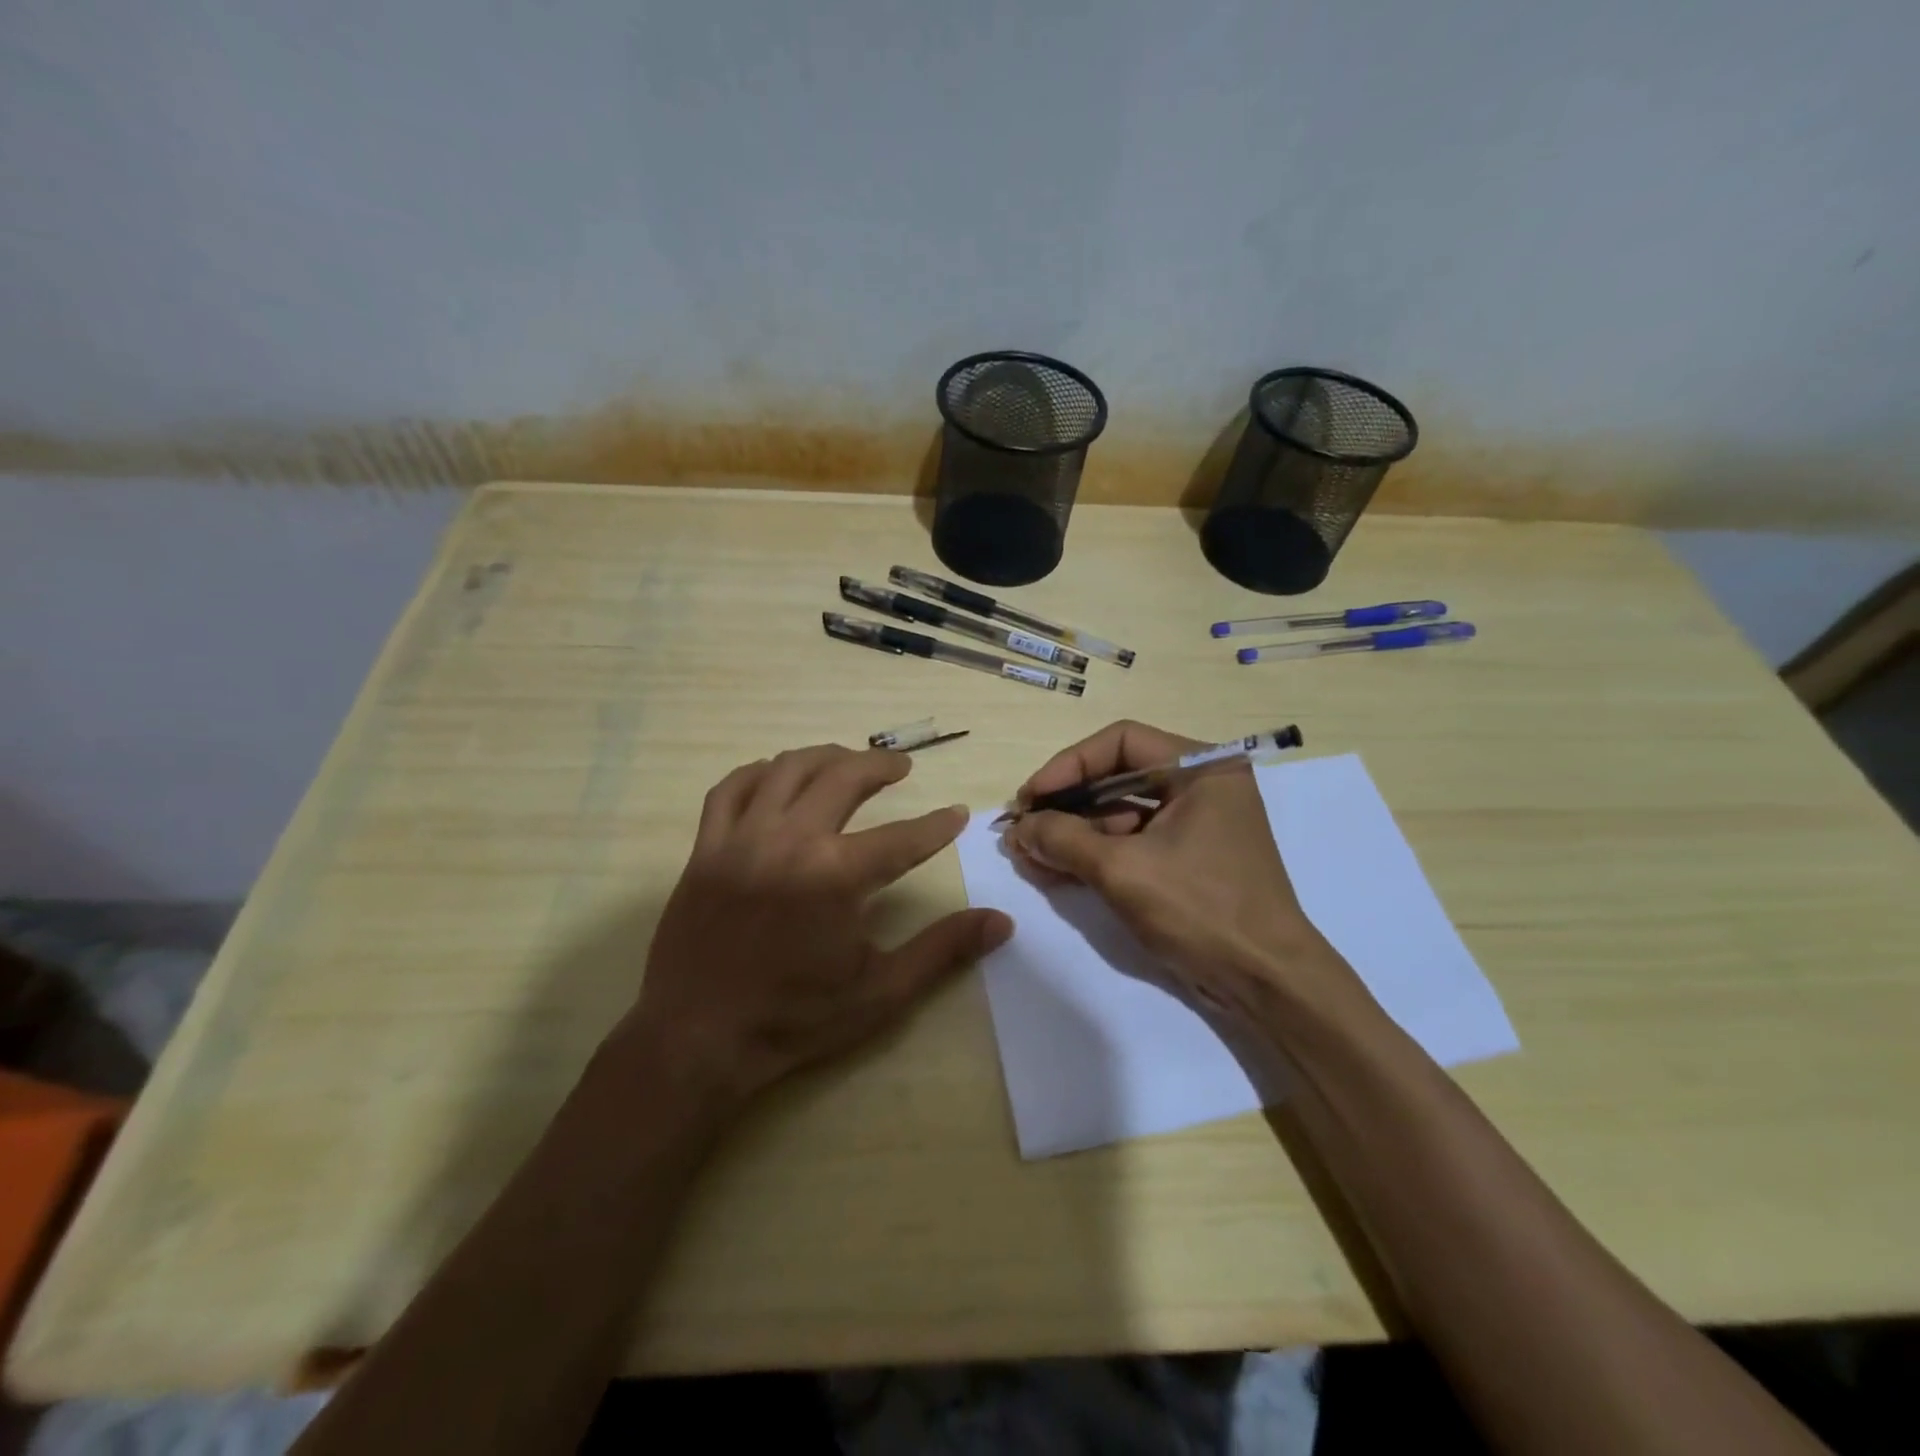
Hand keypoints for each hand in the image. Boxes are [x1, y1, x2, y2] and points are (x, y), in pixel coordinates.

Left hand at [624, 744, 1011, 1106]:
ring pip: (787, 769)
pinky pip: (730, 789)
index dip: (936, 825)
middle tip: (901, 767)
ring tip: (848, 760)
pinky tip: (775, 774)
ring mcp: (741, 840)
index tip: (956, 813)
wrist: (698, 1041)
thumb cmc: (795, 1019)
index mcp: (835, 877)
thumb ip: (943, 949)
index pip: (902, 838)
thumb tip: (1001, 922)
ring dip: (825, 757)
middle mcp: (789, 842)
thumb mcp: (882, 992)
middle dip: (879, 766)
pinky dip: (758, 772)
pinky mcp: (706, 849)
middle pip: (842, 778)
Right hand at [1004, 720, 1360, 1021]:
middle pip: (1117, 776)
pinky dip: (1094, 854)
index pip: (1121, 743)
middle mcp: (1200, 785)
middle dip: (1066, 805)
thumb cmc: (1201, 910)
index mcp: (1202, 767)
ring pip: (1119, 812)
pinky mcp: (1186, 858)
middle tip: (1022, 828)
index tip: (1029, 798)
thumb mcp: (1123, 870)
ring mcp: (1195, 823)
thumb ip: (1063, 839)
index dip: (1068, 766)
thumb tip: (1018, 828)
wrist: (1266, 983)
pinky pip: (1131, 842)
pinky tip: (1054, 870)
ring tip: (1028, 855)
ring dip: (1073, 833)